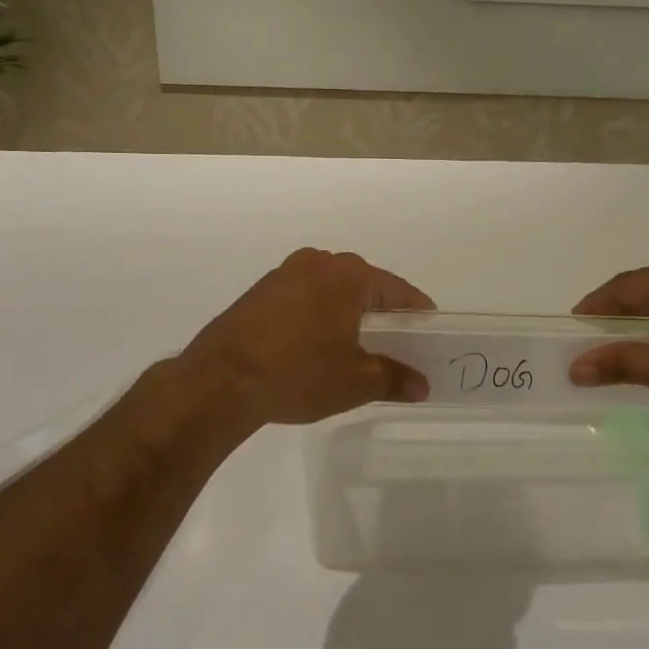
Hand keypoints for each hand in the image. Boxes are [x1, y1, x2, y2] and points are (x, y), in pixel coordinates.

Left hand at [181, 249, 435, 425]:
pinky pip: (303, 297)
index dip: (417, 312)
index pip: (397, 290)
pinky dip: (317, 315)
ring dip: (347, 311)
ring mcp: (284, 274)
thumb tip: (421, 385)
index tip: (429, 329)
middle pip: (364, 285)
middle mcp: (318, 263)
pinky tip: (315, 343)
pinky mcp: (259, 292)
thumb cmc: (299, 373)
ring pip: (330, 289)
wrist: (220, 380)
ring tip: (355, 344)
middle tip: (395, 341)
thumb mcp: (355, 382)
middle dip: (381, 311)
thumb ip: (394, 378)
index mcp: (349, 276)